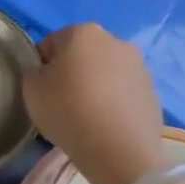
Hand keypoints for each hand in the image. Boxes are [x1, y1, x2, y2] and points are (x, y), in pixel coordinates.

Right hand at [22, 23, 165, 183]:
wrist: (119, 151)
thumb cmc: (68, 111)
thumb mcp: (31, 89)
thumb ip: (34, 72)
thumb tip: (47, 74)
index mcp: (83, 32)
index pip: (51, 44)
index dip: (41, 67)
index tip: (40, 91)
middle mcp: (116, 41)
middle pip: (82, 56)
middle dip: (71, 74)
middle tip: (61, 104)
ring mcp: (140, 67)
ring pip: (106, 74)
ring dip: (95, 88)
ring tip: (85, 118)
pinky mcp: (153, 93)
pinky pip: (123, 94)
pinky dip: (113, 105)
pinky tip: (105, 127)